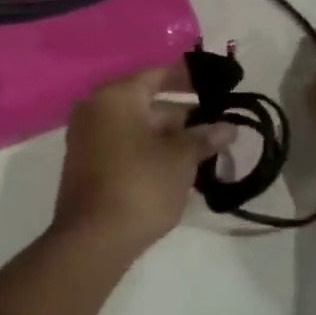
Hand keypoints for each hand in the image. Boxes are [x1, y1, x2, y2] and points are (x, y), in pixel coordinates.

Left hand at [52, 66, 234, 256]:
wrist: (94, 239)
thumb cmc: (141, 186)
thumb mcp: (180, 159)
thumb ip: (204, 137)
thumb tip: (228, 127)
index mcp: (116, 97)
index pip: (157, 75)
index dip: (188, 79)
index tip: (214, 85)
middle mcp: (96, 110)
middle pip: (147, 104)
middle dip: (183, 117)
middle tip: (217, 127)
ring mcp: (87, 139)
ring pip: (137, 129)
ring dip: (168, 138)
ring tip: (204, 152)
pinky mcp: (87, 166)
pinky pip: (124, 147)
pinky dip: (149, 152)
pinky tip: (177, 169)